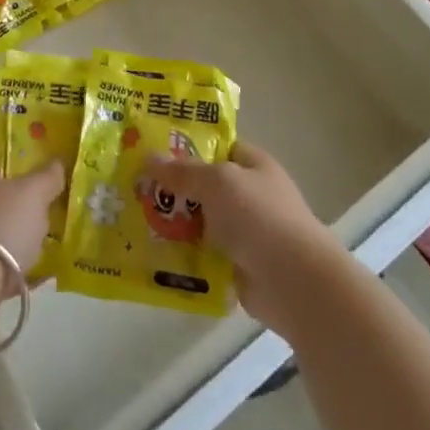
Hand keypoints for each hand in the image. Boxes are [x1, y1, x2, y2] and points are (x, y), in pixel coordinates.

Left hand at [0, 139, 63, 279]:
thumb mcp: (33, 194)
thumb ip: (48, 176)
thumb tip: (56, 162)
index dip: (5, 146)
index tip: (30, 155)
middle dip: (16, 192)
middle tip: (45, 197)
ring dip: (14, 230)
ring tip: (45, 237)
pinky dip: (11, 263)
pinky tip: (37, 272)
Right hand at [147, 141, 344, 331]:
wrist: (295, 283)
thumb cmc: (260, 217)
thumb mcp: (218, 182)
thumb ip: (183, 171)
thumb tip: (148, 157)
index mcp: (253, 165)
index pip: (217, 147)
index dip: (187, 146)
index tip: (151, 149)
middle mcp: (250, 195)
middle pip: (204, 186)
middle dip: (173, 188)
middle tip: (133, 187)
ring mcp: (244, 233)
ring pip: (200, 222)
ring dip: (174, 224)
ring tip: (134, 221)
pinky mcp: (237, 266)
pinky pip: (203, 255)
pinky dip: (183, 256)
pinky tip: (152, 255)